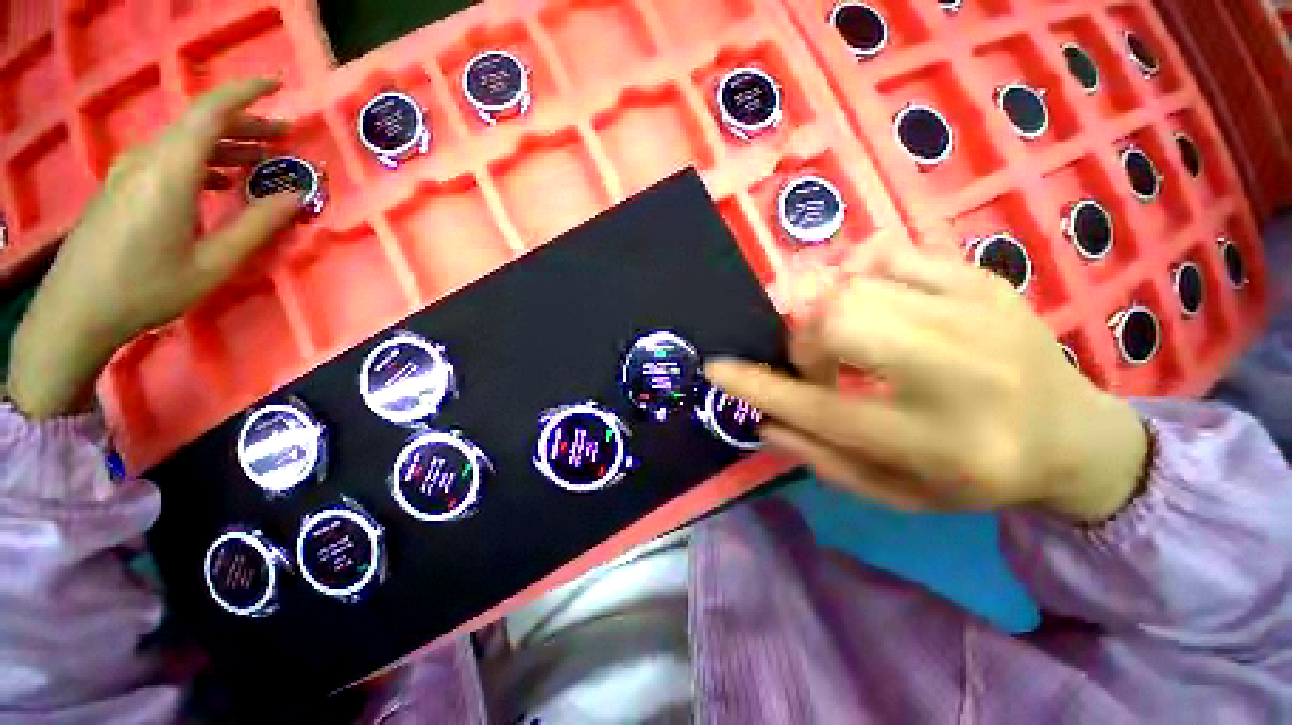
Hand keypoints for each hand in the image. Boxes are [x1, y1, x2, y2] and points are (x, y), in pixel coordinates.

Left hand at [9, 78, 301, 418]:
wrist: (76, 310)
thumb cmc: (148, 288)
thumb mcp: (214, 262)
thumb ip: (257, 225)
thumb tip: (296, 196)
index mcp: (171, 170)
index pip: (210, 112)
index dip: (246, 93)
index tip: (278, 87)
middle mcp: (148, 158)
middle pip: (200, 124)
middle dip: (245, 125)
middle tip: (284, 139)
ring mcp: (130, 171)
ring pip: (184, 141)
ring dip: (224, 146)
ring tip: (259, 162)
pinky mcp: (122, 185)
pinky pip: (168, 158)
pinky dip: (201, 161)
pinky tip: (218, 182)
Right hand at [707, 245, 1149, 523]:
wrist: (1074, 435)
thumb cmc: (975, 476)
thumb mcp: (894, 494)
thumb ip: (821, 458)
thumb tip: (763, 419)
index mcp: (933, 441)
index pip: (816, 407)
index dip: (754, 385)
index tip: (715, 368)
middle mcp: (957, 374)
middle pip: (837, 322)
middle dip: (803, 341)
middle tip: (814, 360)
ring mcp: (975, 314)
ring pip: (854, 284)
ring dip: (826, 312)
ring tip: (845, 335)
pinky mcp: (981, 279)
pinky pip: (888, 252)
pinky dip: (858, 272)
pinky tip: (871, 297)